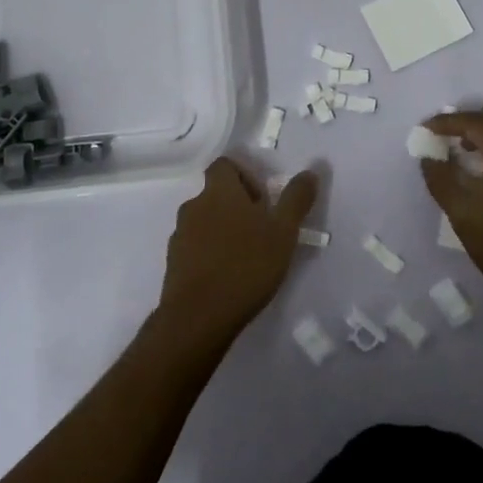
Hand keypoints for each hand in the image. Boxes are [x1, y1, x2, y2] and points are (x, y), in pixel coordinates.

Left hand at [157, 158, 317, 343]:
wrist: (198, 318)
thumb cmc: (246, 266)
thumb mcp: (283, 232)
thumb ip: (296, 199)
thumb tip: (309, 172)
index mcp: (219, 192)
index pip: (224, 165)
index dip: (244, 175)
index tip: (263, 200)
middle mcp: (194, 206)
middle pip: (215, 194)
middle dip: (237, 207)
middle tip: (261, 231)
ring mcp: (179, 236)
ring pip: (204, 222)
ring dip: (223, 231)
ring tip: (246, 257)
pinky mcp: (173, 264)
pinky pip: (194, 248)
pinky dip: (210, 254)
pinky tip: (227, 277)